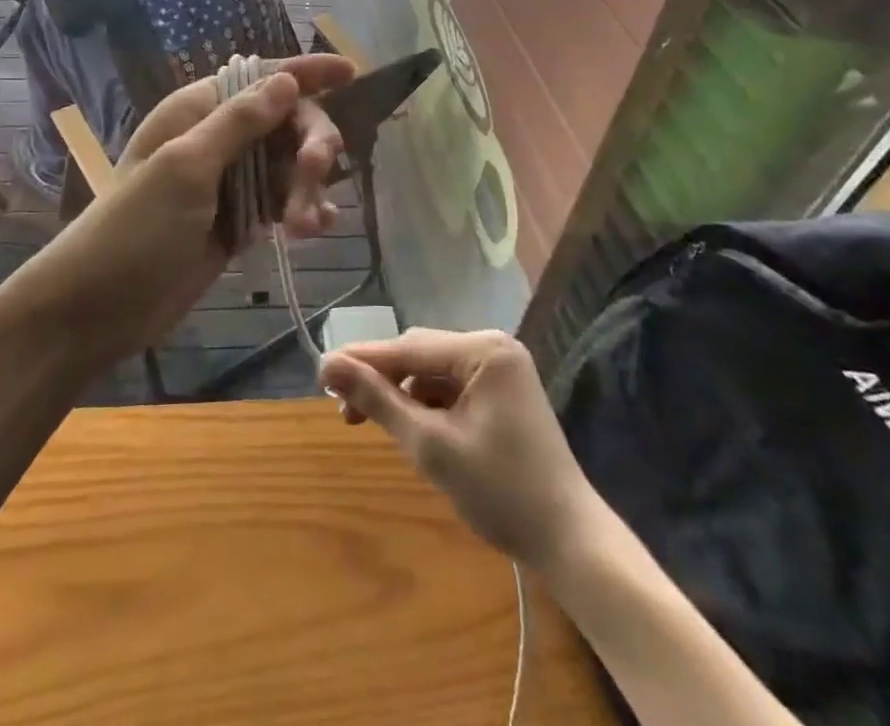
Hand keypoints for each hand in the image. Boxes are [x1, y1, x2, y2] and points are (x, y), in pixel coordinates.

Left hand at [35, 53, 353, 357]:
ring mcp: (229, 181)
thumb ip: (239, 123)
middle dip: (310, 146)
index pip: (261, 77)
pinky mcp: (238, 220)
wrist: (97, 309)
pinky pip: (283, 201)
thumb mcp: (186, 169)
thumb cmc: (135, 230)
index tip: (350, 71)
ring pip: (290, 165)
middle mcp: (217, 138)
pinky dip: (304, 210)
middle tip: (313, 178)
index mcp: (198, 111)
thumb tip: (286, 79)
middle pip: (286, 122)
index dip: (306, 72)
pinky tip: (315, 229)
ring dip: (308, 188)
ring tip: (305, 229)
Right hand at [319, 329, 597, 572]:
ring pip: (432, 372)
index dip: (362, 361)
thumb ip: (378, 401)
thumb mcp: (431, 446)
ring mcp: (500, 370)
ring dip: (401, 395)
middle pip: (419, 356)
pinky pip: (451, 387)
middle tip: (342, 410)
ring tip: (368, 423)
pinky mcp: (501, 393)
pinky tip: (409, 428)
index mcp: (484, 350)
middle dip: (381, 380)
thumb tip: (327, 365)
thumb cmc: (501, 491)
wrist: (570, 542)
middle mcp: (493, 347)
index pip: (408, 348)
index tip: (320, 373)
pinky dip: (425, 405)